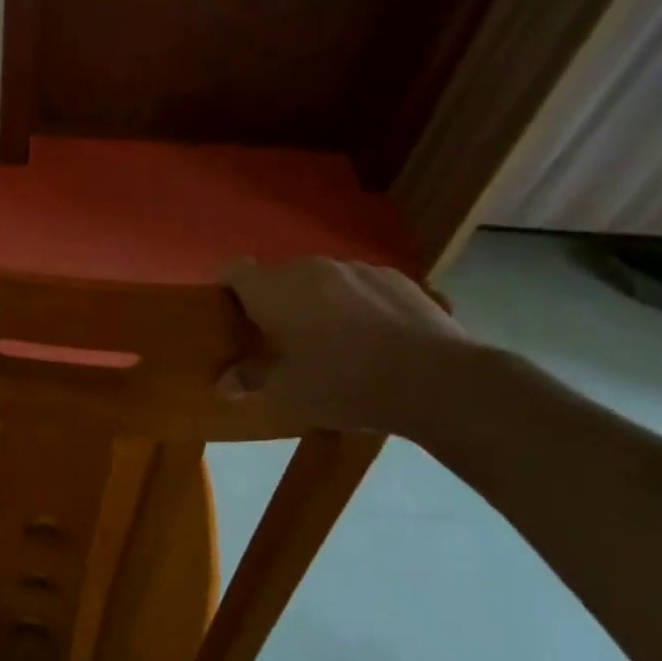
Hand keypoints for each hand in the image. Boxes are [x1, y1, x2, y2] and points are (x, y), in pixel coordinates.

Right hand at [218, 256, 472, 433]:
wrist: (437, 380)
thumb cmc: (344, 384)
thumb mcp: (288, 393)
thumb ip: (251, 378)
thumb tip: (224, 382)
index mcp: (273, 290)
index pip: (233, 270)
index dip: (227, 290)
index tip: (234, 319)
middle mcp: (310, 268)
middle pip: (279, 279)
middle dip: (278, 305)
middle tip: (286, 343)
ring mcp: (356, 268)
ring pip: (322, 282)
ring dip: (319, 304)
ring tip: (339, 343)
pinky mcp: (396, 277)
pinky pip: (361, 286)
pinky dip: (358, 305)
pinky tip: (378, 339)